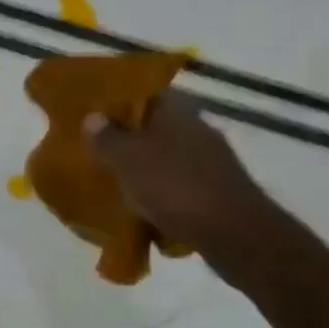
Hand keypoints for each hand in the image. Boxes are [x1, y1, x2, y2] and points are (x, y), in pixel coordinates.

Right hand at [82, 90, 272, 255]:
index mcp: (178, 112)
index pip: (149, 93)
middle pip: (158, 126)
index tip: (98, 114)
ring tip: (117, 181)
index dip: (122, 101)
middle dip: (131, 137)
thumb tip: (92, 117)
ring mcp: (212, 161)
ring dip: (147, 167)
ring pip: (169, 156)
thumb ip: (107, 138)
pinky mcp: (219, 191)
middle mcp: (199, 129)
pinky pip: (181, 184)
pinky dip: (163, 192)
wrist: (236, 235)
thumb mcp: (128, 160)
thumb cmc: (175, 187)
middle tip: (100, 149)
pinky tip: (145, 208)